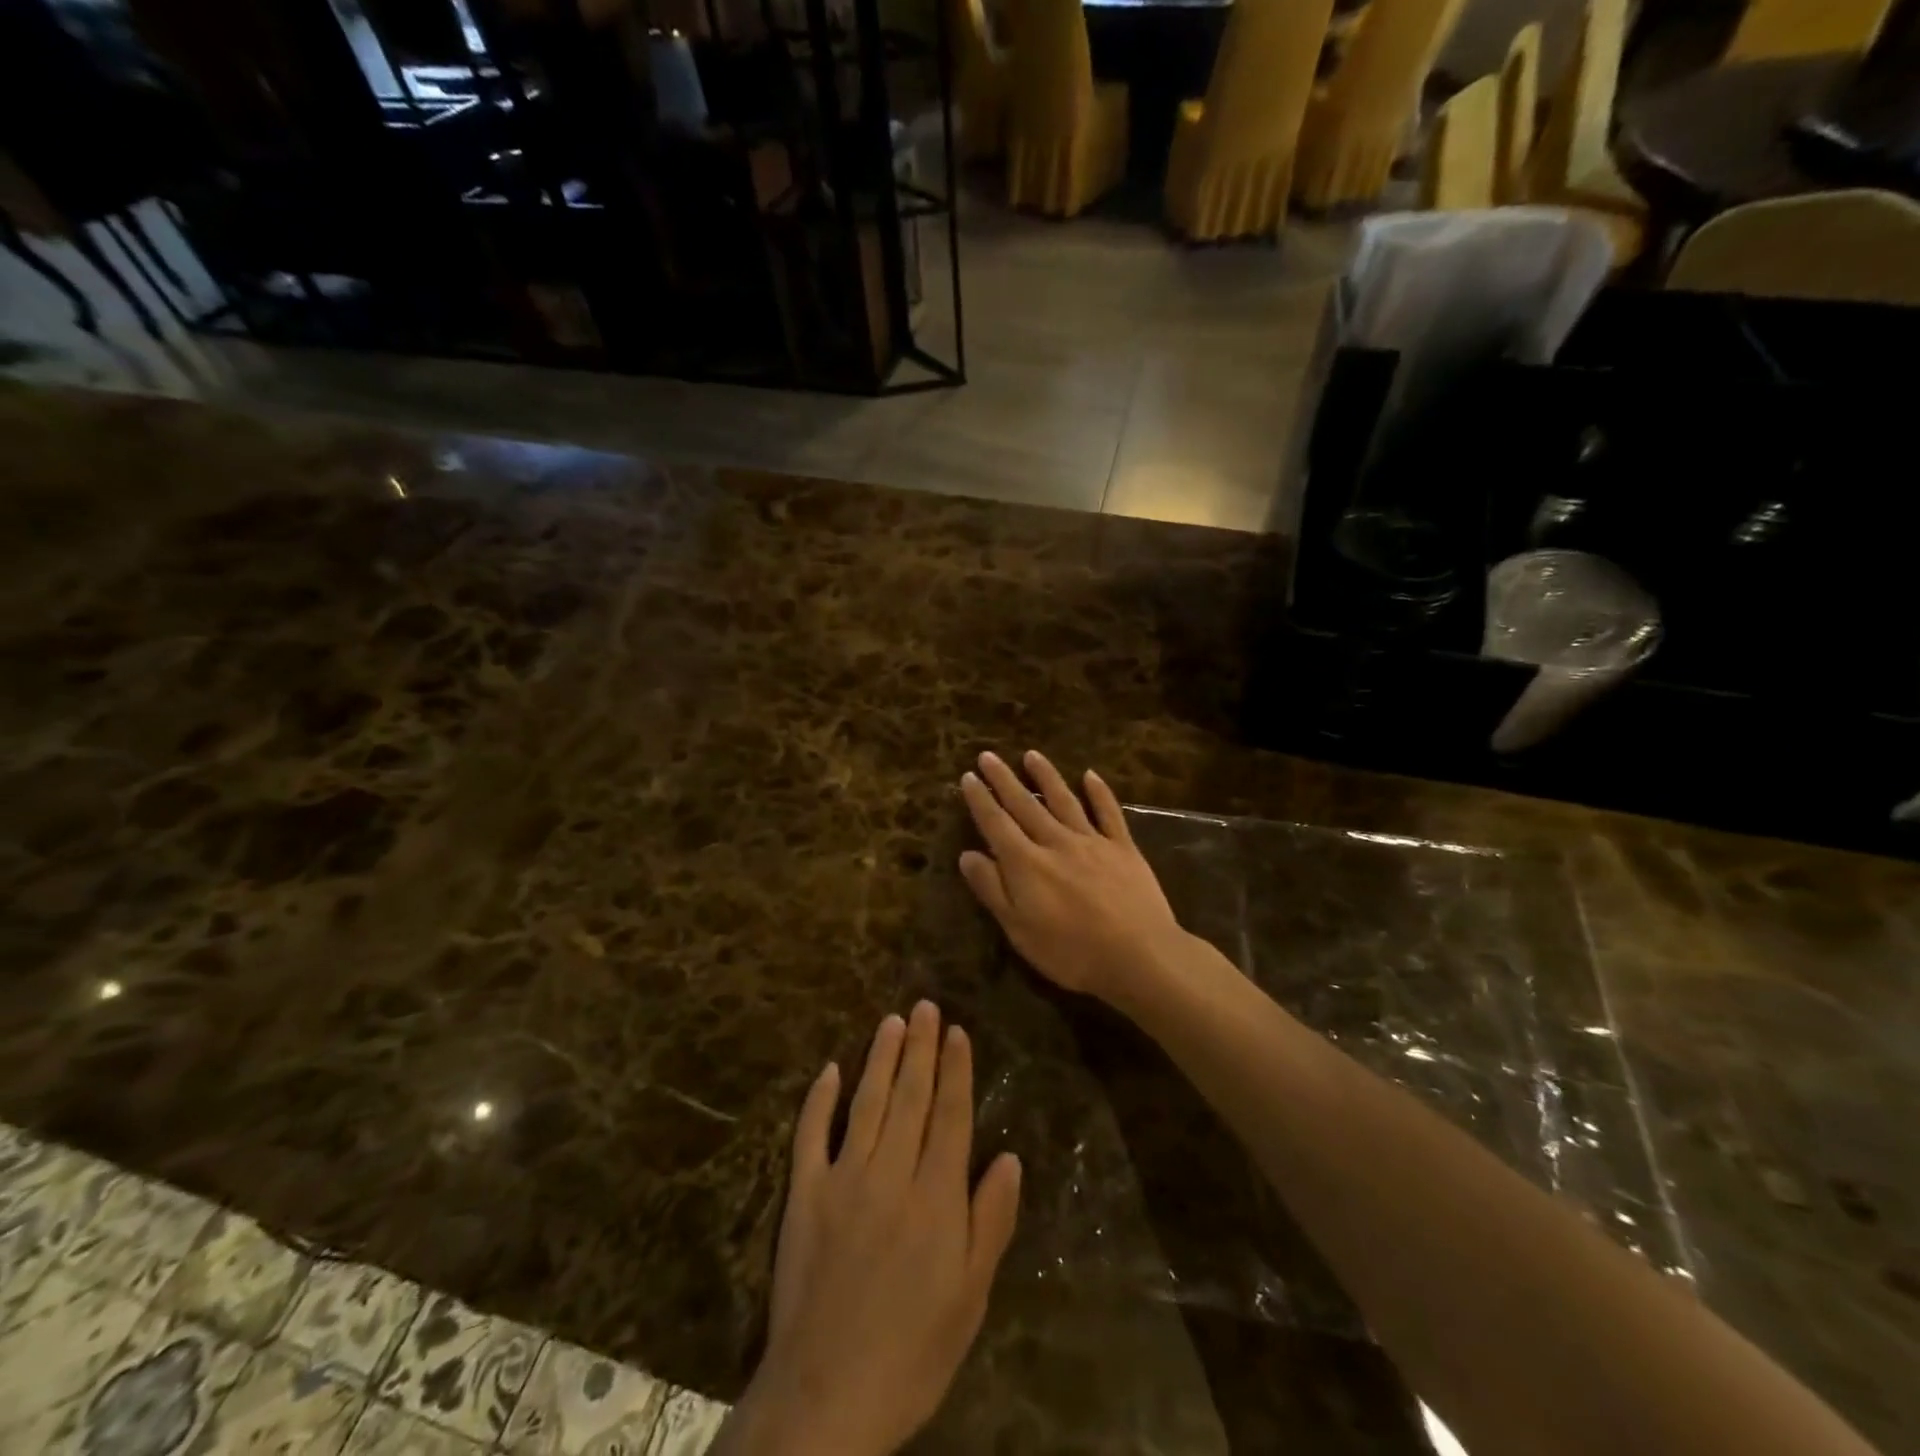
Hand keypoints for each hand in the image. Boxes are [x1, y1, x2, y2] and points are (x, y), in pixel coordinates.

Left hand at [719, 1003, 1021, 1455]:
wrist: (826, 1397)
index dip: (956, 1069)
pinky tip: (831, 1069)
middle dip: (922, 1048)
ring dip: (881, 1058)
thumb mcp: (971, 1297)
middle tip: (926, 1006)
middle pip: (911, 1096)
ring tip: (893, 1021)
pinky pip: (811, 1134)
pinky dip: (820, 1099)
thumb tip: (1010, 1156)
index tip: (958, 1030)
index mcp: (936, 1196)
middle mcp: (891, 1173)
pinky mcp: (804, 1194)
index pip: (951, 1114)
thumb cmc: (913, 1350)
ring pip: (867, 1102)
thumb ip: (991, 1221)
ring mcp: (843, 1178)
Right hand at [957, 750, 1186, 1003]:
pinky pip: (1109, 813)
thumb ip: (993, 889)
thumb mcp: (1019, 930)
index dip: (980, 800)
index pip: (996, 824)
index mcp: (1026, 864)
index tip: (968, 776)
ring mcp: (1092, 842)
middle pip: (1025, 805)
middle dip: (1004, 779)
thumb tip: (967, 854)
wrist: (1139, 955)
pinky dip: (1099, 792)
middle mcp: (1056, 842)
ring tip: (1032, 755)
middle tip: (989, 755)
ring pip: (1064, 800)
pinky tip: (1090, 775)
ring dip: (1046, 776)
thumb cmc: (1071, 952)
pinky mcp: (1123, 848)